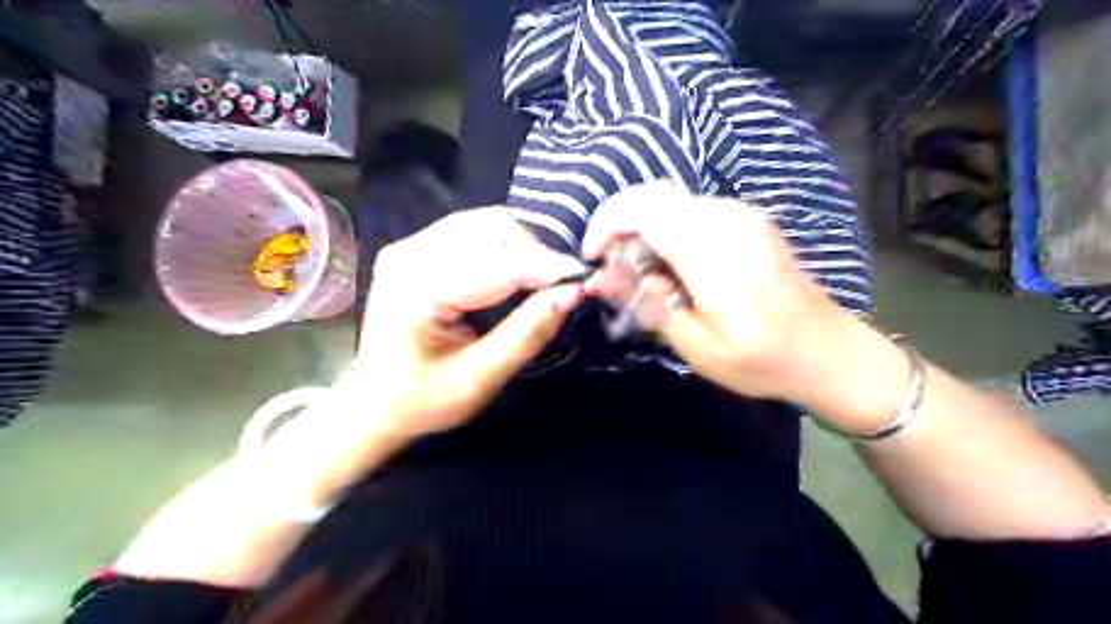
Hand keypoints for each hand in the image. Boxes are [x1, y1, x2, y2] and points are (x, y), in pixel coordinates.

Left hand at [354, 208, 588, 441]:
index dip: (545, 267)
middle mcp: (410, 254)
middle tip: (557, 288)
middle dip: (534, 253)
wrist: (373, 403)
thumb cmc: (422, 401)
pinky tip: (512, 274)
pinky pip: (473, 230)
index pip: (496, 264)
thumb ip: (525, 335)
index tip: (583, 279)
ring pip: (485, 223)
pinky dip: (503, 247)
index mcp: (417, 290)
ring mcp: (410, 246)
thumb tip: (571, 294)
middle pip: (491, 228)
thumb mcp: (478, 380)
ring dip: (521, 247)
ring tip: (538, 282)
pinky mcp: (416, 247)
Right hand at [583, 180, 856, 403]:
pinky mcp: (748, 219)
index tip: (592, 257)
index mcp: (714, 253)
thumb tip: (602, 277)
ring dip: (642, 229)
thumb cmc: (761, 360)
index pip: (643, 210)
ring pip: (670, 202)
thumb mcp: (696, 346)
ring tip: (640, 274)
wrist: (828, 351)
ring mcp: (742, 214)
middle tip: (613, 268)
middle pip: (652, 197)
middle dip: (620, 226)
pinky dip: (666, 230)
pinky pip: (691, 211)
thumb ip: (647, 304)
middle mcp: (728, 219)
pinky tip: (670, 266)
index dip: (606, 225)